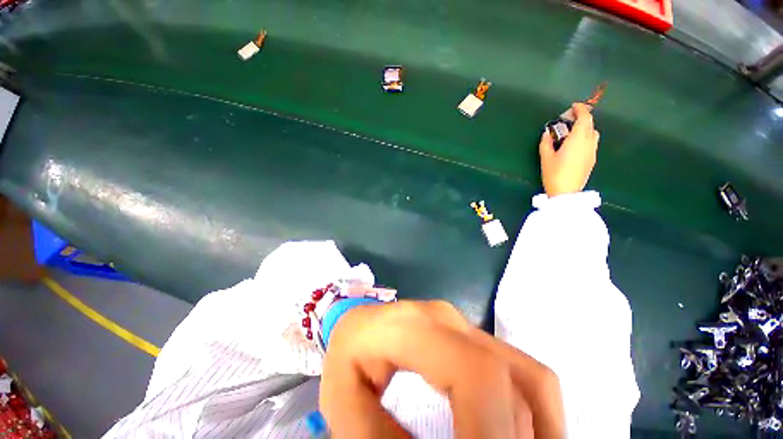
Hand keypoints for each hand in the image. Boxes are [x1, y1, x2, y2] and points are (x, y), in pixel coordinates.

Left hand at [319, 301, 564, 438]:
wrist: (362, 326)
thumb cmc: (349, 358)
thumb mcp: (347, 409)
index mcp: (413, 328)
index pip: (474, 372)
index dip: (493, 432)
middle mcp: (448, 320)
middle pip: (506, 379)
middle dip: (512, 437)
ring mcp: (465, 325)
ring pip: (527, 377)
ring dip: (533, 431)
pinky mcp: (474, 335)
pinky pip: (525, 374)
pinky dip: (535, 415)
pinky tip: (518, 438)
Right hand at [540, 103, 599, 196]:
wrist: (566, 193)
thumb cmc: (554, 174)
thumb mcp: (545, 158)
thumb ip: (546, 143)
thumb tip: (547, 133)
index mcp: (577, 139)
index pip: (584, 118)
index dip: (581, 109)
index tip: (573, 106)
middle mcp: (588, 143)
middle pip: (590, 124)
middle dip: (582, 117)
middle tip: (569, 119)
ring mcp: (592, 151)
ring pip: (593, 133)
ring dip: (585, 128)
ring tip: (573, 132)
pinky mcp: (592, 159)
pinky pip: (592, 142)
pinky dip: (586, 137)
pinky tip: (575, 145)